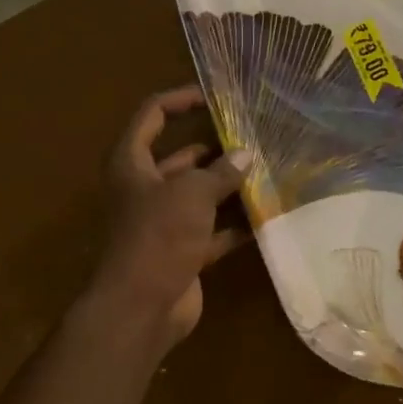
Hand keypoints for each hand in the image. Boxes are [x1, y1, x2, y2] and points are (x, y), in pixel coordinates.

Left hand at [90, 86, 251, 347]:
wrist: (142, 306)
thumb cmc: (158, 236)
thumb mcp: (191, 194)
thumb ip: (220, 172)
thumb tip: (246, 155)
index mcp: (132, 163)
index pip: (153, 116)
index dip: (181, 100)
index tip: (215, 97)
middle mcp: (145, 188)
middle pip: (182, 158)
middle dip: (217, 150)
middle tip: (257, 140)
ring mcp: (164, 222)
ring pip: (201, 196)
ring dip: (230, 188)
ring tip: (270, 173)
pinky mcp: (182, 251)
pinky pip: (213, 230)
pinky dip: (235, 224)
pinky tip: (267, 215)